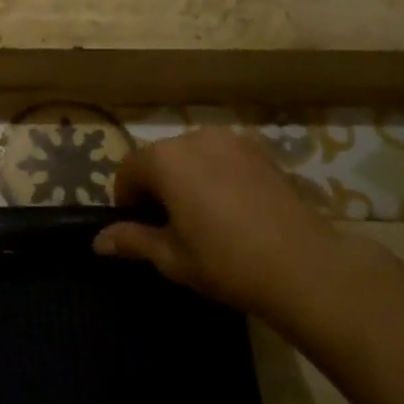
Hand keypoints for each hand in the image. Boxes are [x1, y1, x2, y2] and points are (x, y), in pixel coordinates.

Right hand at [93, 128, 339, 319]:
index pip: (128, 170)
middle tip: (170, 225)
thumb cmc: (226, 262)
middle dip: (157, 185)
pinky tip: (233, 208)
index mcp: (164, 159)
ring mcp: (231, 140)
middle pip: (160, 157)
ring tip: (203, 215)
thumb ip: (132, 240)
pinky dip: (217, 174)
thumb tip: (98, 241)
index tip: (139, 227)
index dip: (127, 200)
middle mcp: (194, 137)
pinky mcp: (261, 150)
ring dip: (187, 177)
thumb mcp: (171, 257)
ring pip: (193, 155)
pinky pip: (223, 157)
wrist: (305, 267)